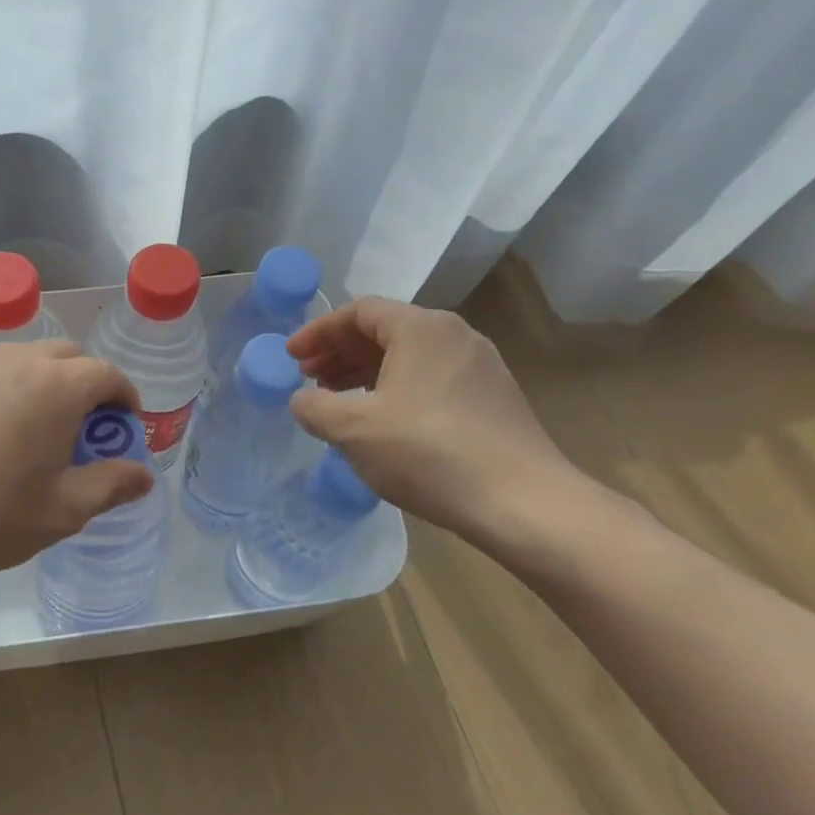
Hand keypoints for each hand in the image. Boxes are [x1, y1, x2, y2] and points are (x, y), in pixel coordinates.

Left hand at [0, 340, 154, 579]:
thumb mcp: (60, 512)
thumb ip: (110, 486)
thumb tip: (143, 474)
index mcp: (57, 386)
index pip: (108, 375)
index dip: (125, 401)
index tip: (124, 431)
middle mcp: (19, 360)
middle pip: (70, 357)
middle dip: (88, 387)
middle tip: (82, 433)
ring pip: (29, 359)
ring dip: (48, 383)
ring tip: (37, 431)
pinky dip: (10, 388)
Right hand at [286, 299, 577, 539]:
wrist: (523, 502)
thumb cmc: (428, 453)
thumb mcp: (354, 430)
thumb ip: (315, 408)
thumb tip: (302, 400)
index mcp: (421, 328)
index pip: (358, 312)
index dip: (318, 332)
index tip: (291, 358)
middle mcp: (454, 335)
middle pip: (385, 330)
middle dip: (340, 353)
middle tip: (309, 379)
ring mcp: (479, 367)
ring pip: (409, 357)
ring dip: (366, 373)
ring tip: (339, 401)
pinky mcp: (493, 398)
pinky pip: (431, 379)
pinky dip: (396, 389)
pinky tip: (382, 422)